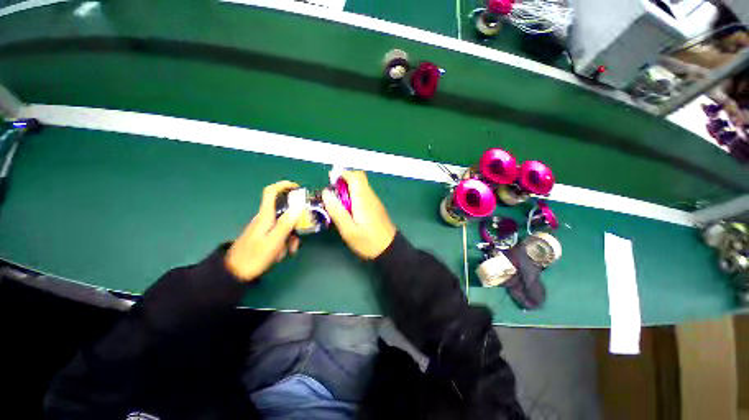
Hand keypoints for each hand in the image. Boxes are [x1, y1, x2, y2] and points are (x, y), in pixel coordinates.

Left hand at [225, 181, 303, 281]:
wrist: (234, 274)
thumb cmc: (254, 257)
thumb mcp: (273, 241)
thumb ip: (286, 224)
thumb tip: (298, 206)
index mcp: (265, 216)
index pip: (271, 192)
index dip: (284, 185)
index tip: (298, 188)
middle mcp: (265, 218)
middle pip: (284, 211)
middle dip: (296, 221)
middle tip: (301, 233)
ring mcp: (265, 228)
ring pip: (285, 225)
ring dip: (291, 236)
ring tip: (290, 251)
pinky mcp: (265, 236)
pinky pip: (280, 233)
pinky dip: (285, 241)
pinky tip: (283, 253)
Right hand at [322, 171, 396, 258]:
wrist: (390, 250)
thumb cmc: (367, 242)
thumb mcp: (348, 230)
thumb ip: (337, 211)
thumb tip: (326, 193)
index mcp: (363, 199)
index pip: (355, 176)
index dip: (342, 173)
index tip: (331, 180)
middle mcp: (370, 196)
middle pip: (359, 178)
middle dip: (345, 180)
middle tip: (333, 192)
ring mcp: (375, 201)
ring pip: (362, 186)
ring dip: (349, 188)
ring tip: (338, 202)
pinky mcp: (377, 207)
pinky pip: (365, 194)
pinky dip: (355, 195)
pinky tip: (349, 208)